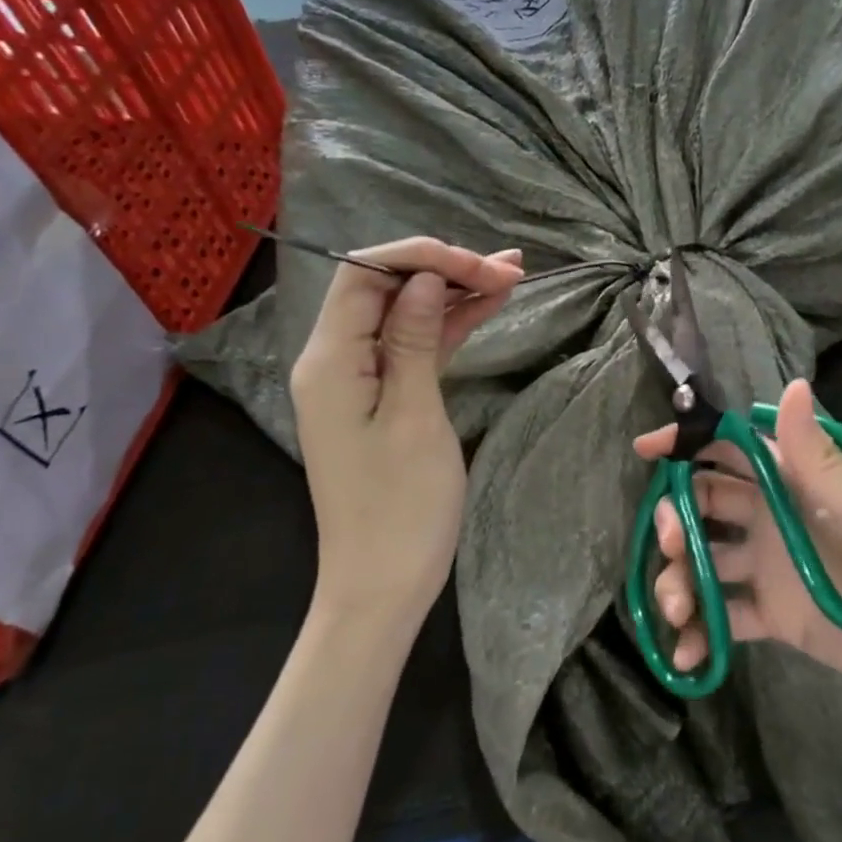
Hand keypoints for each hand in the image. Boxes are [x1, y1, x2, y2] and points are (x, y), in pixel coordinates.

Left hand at [293, 238, 522, 631]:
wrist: (383, 584)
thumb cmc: (400, 508)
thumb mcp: (414, 417)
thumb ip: (413, 340)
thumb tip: (422, 278)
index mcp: (329, 360)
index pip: (364, 275)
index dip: (422, 257)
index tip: (479, 265)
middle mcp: (336, 360)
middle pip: (386, 289)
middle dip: (445, 270)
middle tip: (509, 270)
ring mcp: (360, 379)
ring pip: (406, 316)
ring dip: (454, 294)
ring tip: (511, 277)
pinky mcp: (383, 398)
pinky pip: (414, 348)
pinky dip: (449, 327)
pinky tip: (489, 307)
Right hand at [633, 379, 841, 714]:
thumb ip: (818, 455)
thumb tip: (792, 385)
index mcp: (795, 480)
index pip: (731, 448)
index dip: (687, 443)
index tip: (645, 450)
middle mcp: (774, 516)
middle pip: (705, 505)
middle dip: (675, 519)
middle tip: (670, 545)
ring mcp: (771, 567)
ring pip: (706, 561)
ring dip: (681, 579)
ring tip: (679, 610)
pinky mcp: (774, 615)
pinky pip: (725, 616)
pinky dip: (702, 631)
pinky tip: (689, 654)